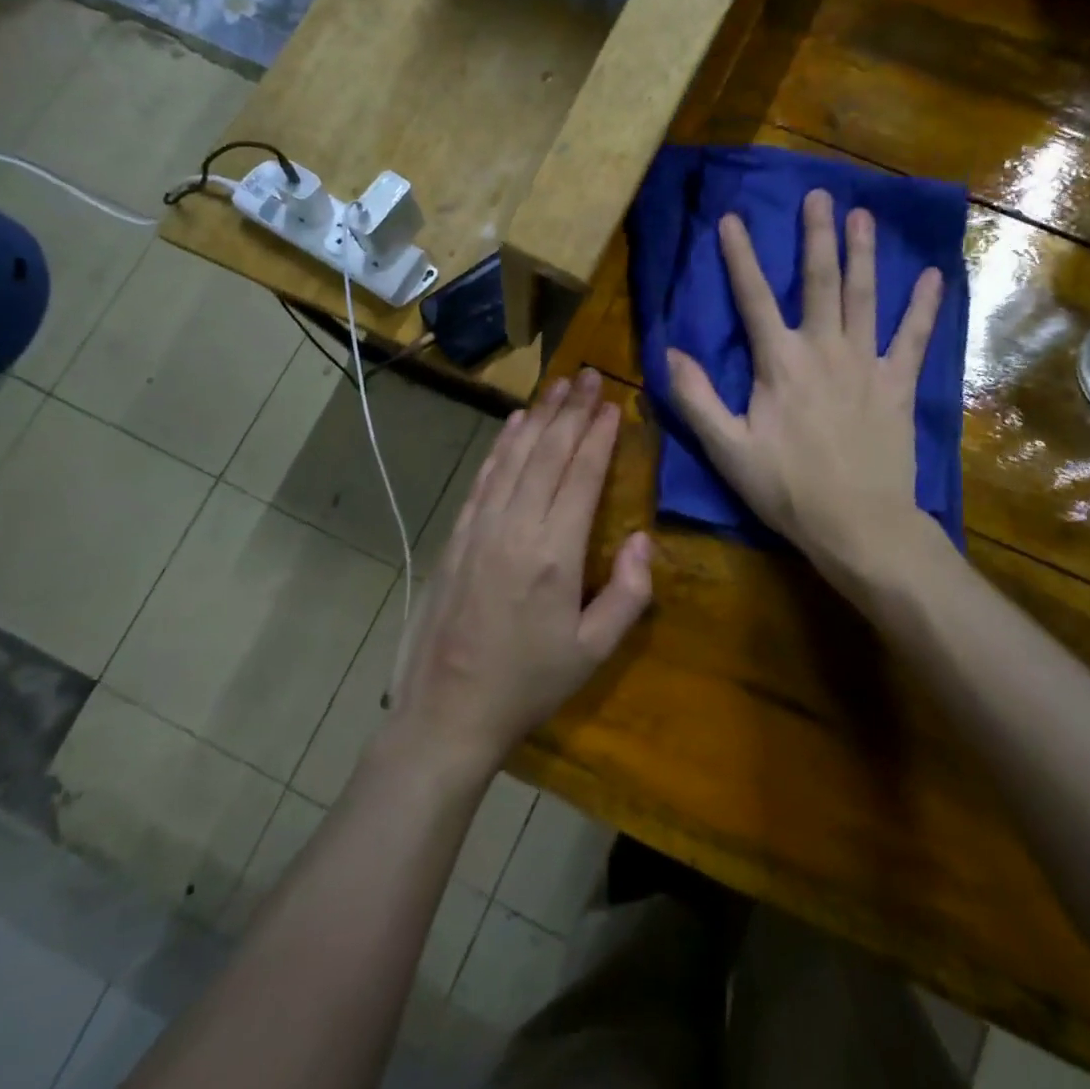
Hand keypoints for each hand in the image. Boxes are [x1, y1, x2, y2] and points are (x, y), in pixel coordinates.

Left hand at [387, 369, 652, 783]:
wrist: (447, 712)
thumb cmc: (528, 685)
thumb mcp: (593, 651)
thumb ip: (628, 593)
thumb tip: (642, 538)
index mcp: (554, 553)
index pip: (582, 475)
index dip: (599, 435)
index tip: (613, 403)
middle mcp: (516, 527)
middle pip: (548, 453)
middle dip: (571, 411)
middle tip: (589, 375)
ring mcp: (480, 527)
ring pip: (514, 456)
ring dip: (538, 416)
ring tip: (557, 385)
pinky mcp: (457, 536)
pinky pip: (484, 477)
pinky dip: (501, 445)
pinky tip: (513, 424)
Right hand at [666, 189, 943, 590]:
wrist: (859, 524)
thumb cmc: (788, 490)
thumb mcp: (728, 450)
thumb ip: (696, 399)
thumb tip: (668, 352)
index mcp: (779, 363)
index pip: (753, 299)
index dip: (739, 257)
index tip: (731, 219)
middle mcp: (824, 350)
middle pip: (819, 282)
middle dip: (816, 236)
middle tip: (819, 194)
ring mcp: (866, 364)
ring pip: (865, 297)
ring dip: (864, 254)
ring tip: (864, 215)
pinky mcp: (898, 384)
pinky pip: (913, 338)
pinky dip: (924, 308)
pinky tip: (933, 276)